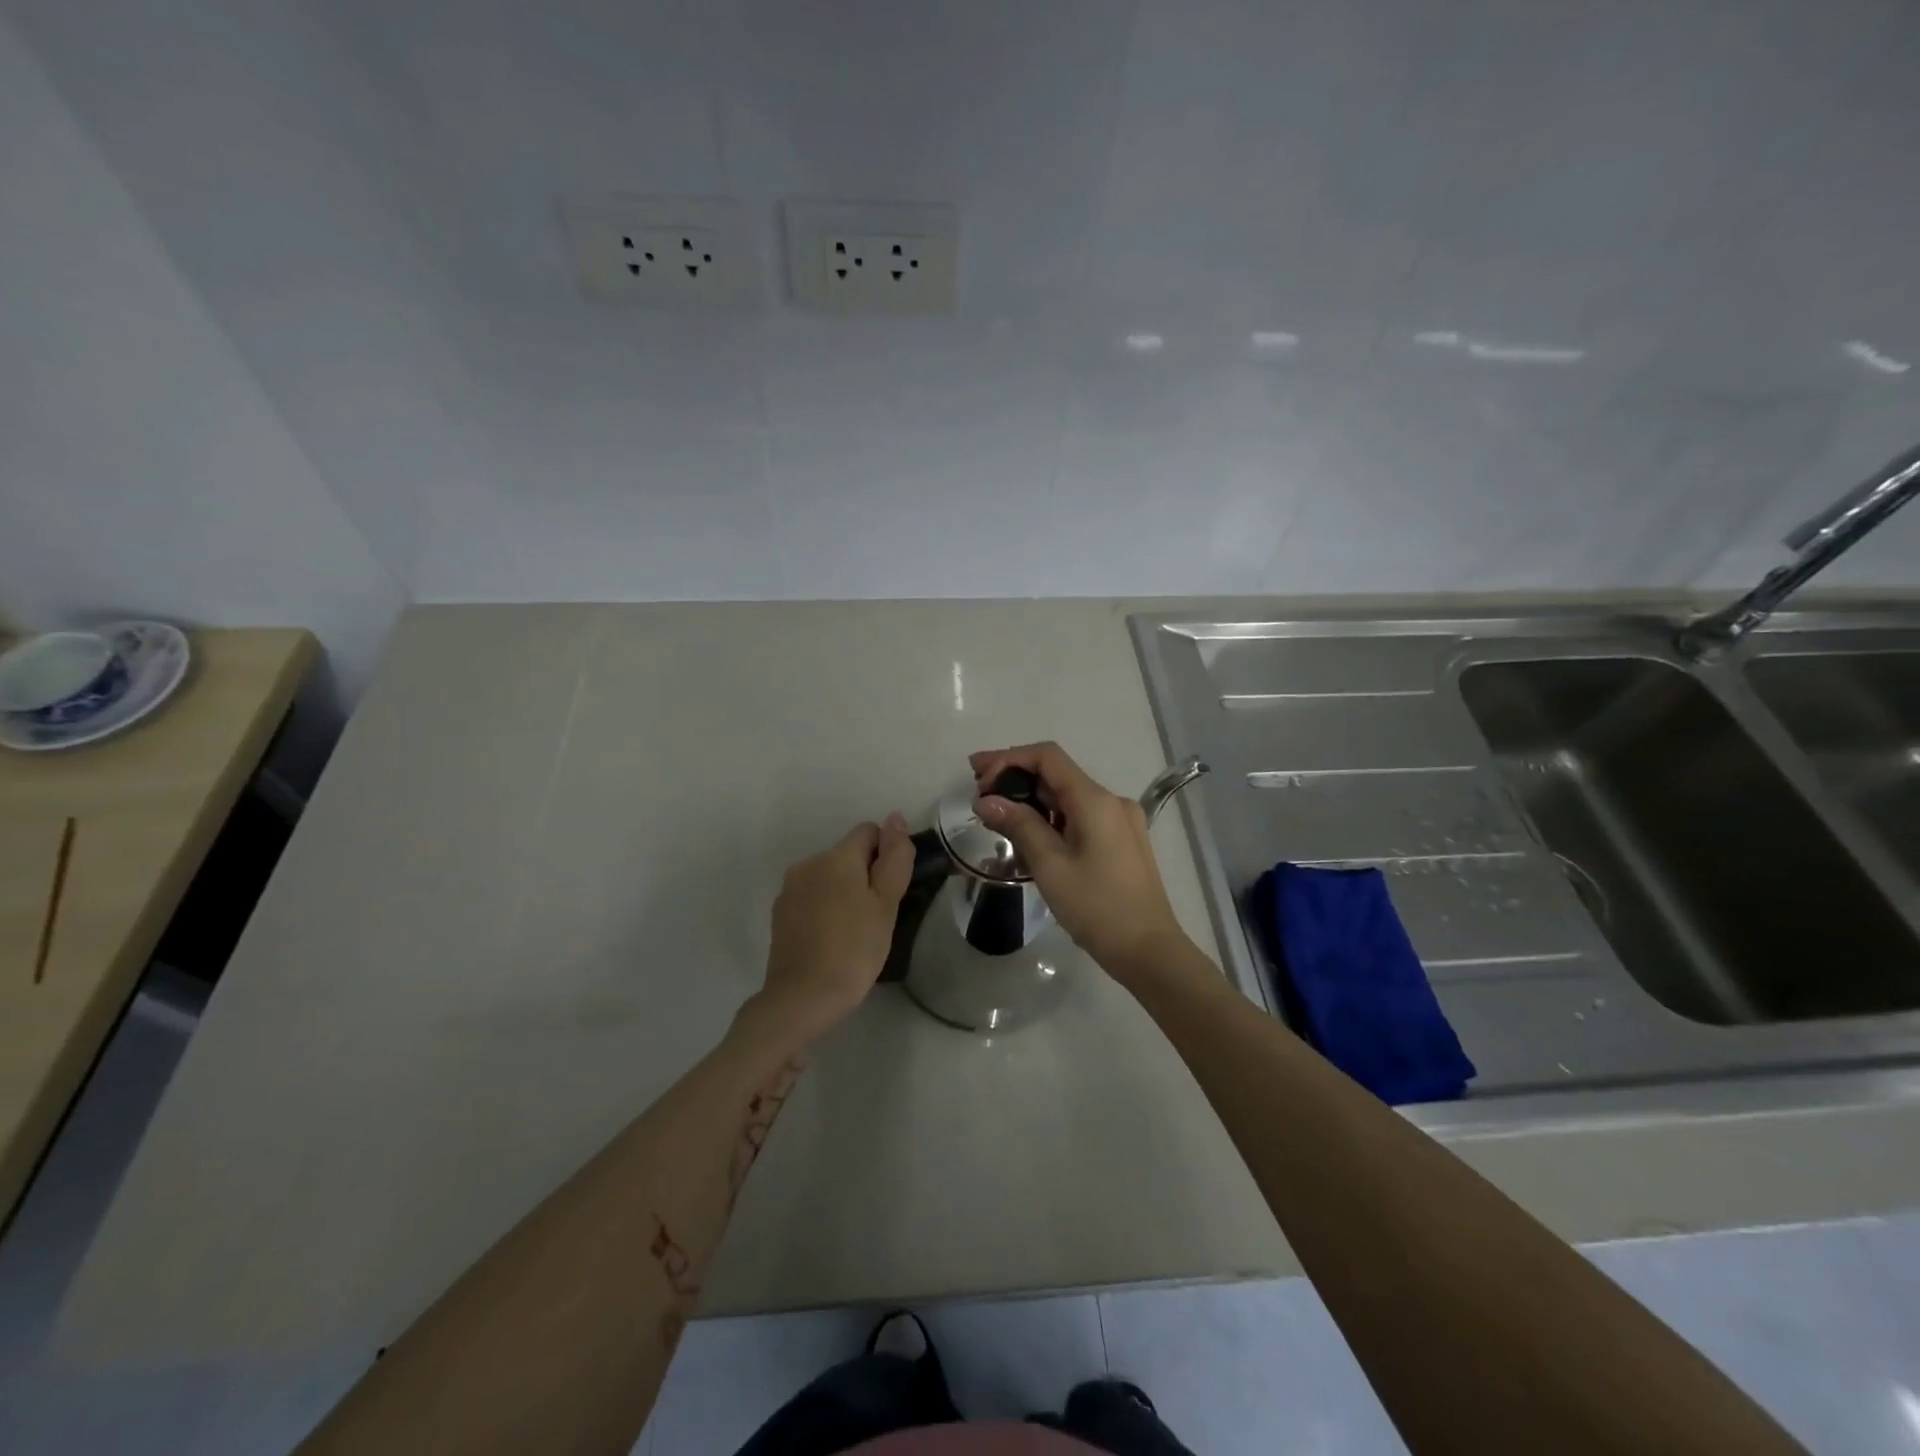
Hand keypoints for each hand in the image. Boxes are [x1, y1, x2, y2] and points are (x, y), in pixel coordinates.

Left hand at [758, 815, 913, 1042]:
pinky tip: (831, 939)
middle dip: (864, 876)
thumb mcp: (886, 904)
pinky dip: (825, 908)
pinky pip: (811, 897)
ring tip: (854, 931)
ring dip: (844, 892)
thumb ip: (894, 858)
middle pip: (847, 855)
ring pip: (829, 876)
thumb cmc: (854, 949)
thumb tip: (895, 819)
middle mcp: (808, 863)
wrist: (802, 997)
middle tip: (876, 916)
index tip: (890, 891)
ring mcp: (790, 888)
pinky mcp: (780, 912)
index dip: (886, 855)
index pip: (868, 832)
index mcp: (836, 856)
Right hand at [969, 742, 1190, 983]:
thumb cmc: (1097, 907)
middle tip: (979, 796)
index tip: (977, 776)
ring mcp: (1120, 821)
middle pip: (1056, 775)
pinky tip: (1029, 840)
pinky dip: (1052, 820)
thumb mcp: (1050, 866)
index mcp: (1095, 800)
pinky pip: (1080, 818)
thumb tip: (985, 800)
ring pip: (1067, 798)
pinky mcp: (1122, 841)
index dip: (1008, 759)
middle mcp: (1111, 801)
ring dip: (1031, 803)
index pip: (1047, 757)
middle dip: (1015, 780)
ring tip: (997, 821)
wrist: (1149, 951)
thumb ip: (1018, 825)